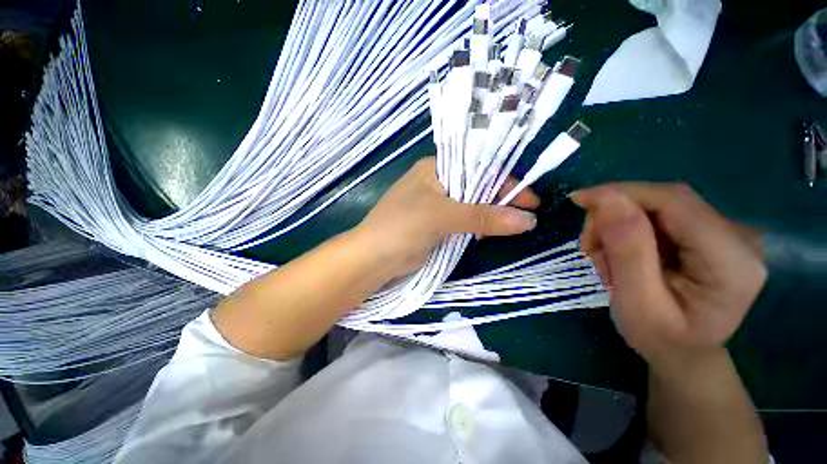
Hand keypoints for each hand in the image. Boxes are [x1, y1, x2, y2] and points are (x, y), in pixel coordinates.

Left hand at [353, 157, 539, 278]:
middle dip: (499, 202)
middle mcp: (436, 184)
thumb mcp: (442, 216)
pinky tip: (483, 236)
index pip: (478, 168)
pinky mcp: (436, 225)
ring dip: (488, 217)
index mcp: (435, 169)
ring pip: (471, 207)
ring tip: (505, 229)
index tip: (531, 201)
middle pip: (477, 187)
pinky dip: (476, 228)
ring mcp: (436, 206)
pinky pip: (463, 223)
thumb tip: (527, 220)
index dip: (506, 183)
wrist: (373, 259)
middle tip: (523, 219)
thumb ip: (482, 217)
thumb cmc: (401, 227)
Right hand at [570, 184, 766, 365]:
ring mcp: (726, 232)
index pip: (675, 203)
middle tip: (589, 247)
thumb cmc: (660, 339)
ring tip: (604, 257)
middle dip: (615, 216)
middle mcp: (738, 237)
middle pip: (665, 200)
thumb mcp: (636, 303)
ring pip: (657, 206)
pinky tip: (620, 253)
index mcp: (732, 261)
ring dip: (618, 225)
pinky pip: (658, 215)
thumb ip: (627, 250)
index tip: (579, 200)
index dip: (623, 194)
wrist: (684, 352)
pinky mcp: (708, 232)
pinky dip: (628, 229)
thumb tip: (606, 199)